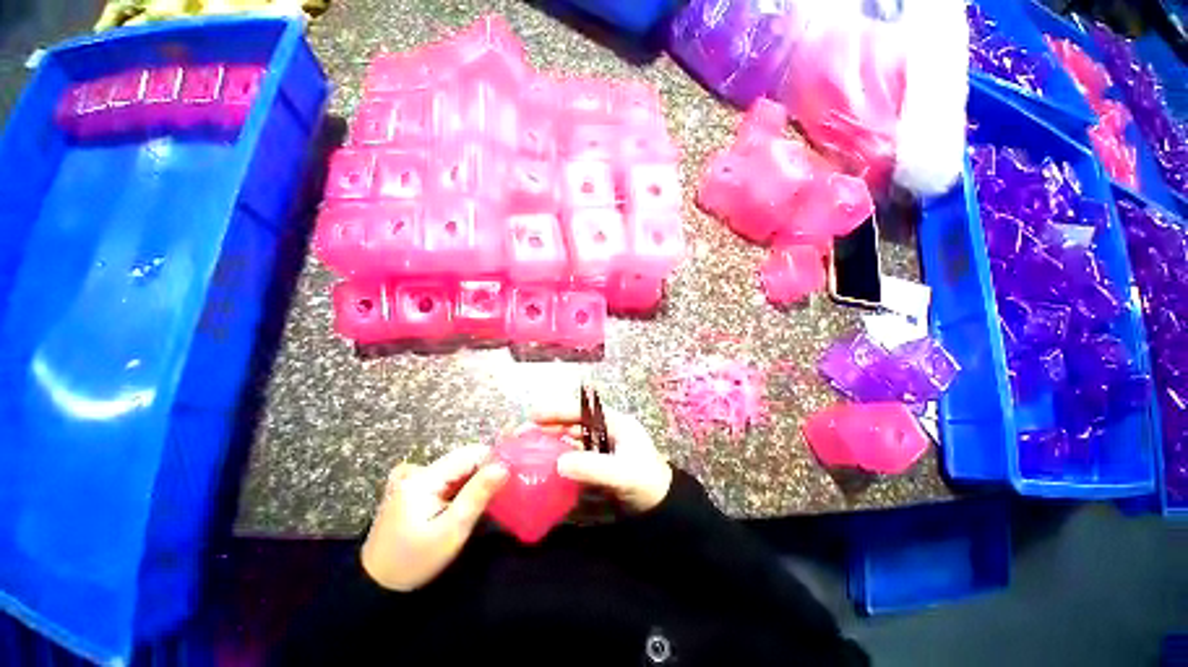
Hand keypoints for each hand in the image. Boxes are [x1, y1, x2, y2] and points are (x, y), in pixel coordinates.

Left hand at [361, 445, 508, 591]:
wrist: (376, 589)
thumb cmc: (414, 562)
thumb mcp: (451, 531)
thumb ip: (477, 495)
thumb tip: (503, 466)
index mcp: (424, 478)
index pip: (468, 454)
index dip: (492, 461)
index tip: (510, 476)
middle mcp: (418, 472)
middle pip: (462, 459)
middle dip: (484, 470)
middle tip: (501, 491)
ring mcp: (413, 481)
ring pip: (456, 469)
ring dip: (474, 479)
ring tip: (489, 498)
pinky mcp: (413, 491)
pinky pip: (446, 479)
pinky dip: (461, 486)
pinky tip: (468, 502)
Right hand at [531, 404, 672, 512]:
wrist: (662, 510)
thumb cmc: (646, 483)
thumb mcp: (622, 473)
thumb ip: (592, 467)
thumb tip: (558, 463)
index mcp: (616, 424)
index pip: (583, 412)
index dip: (558, 412)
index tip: (534, 416)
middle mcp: (606, 432)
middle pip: (574, 426)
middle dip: (551, 428)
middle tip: (524, 434)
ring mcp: (602, 450)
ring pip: (572, 442)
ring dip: (553, 444)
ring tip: (529, 449)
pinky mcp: (598, 466)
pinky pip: (575, 459)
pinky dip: (560, 461)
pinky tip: (546, 467)